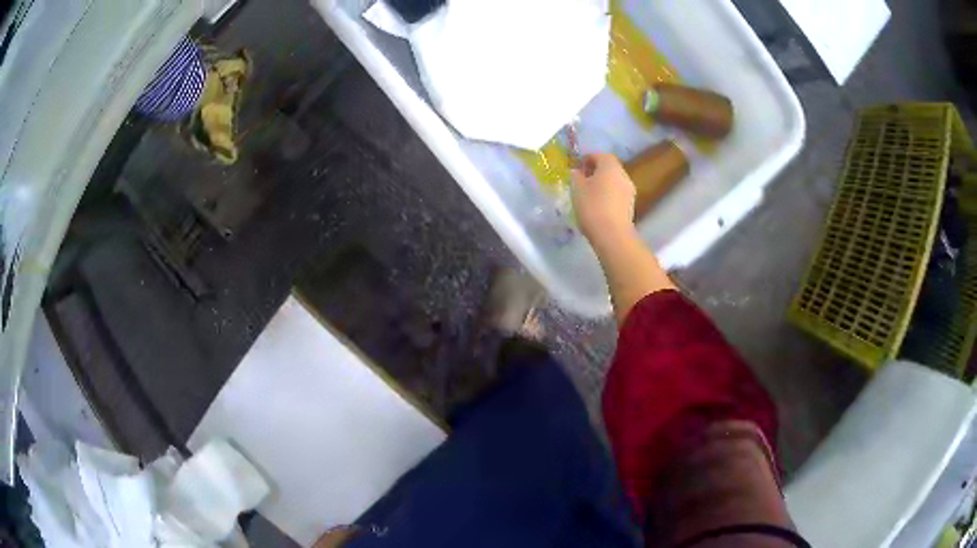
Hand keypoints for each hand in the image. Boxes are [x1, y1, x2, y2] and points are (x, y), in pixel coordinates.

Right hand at [570, 153, 636, 247]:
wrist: (612, 234)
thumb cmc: (592, 206)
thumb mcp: (577, 188)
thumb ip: (576, 176)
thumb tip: (577, 171)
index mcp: (610, 166)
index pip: (600, 155)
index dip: (588, 158)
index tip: (577, 166)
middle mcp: (623, 175)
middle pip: (609, 167)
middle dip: (596, 170)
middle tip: (582, 179)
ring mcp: (629, 190)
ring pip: (614, 181)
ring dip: (603, 183)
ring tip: (589, 193)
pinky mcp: (630, 205)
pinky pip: (617, 193)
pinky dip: (608, 194)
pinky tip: (598, 205)